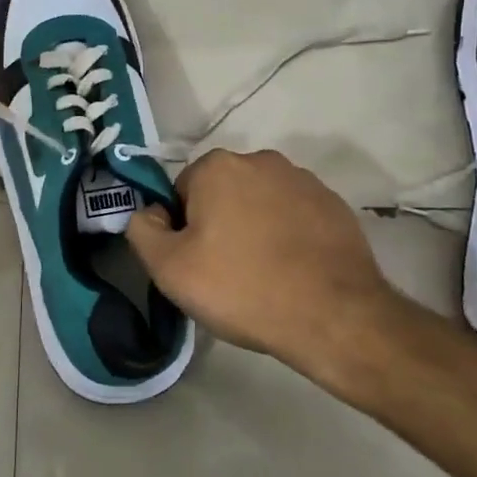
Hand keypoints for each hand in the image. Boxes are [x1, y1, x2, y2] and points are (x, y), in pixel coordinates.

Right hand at [126, 149, 403, 378]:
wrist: (334, 316)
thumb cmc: (243, 288)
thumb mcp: (170, 269)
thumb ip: (142, 230)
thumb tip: (147, 213)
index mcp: (218, 167)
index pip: (181, 193)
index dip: (182, 230)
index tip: (196, 264)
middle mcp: (260, 160)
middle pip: (222, 194)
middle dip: (219, 225)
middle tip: (226, 274)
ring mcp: (303, 180)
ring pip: (260, 203)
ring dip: (255, 228)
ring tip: (264, 276)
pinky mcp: (334, 204)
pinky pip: (295, 216)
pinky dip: (289, 237)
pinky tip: (294, 273)